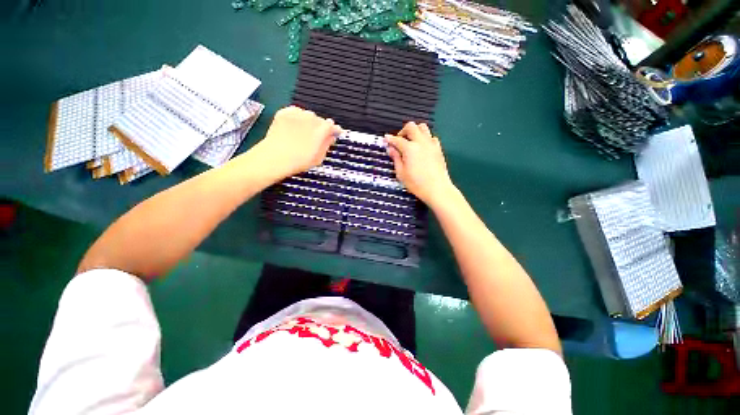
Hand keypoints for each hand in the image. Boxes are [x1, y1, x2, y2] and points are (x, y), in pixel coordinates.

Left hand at [254, 106, 341, 180]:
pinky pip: (295, 111)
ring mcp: (297, 114)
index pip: (332, 125)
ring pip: (308, 114)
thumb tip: (331, 137)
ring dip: (309, 121)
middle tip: (317, 137)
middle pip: (320, 119)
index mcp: (321, 130)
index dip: (335, 130)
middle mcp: (310, 118)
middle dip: (320, 127)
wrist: (275, 157)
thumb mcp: (318, 158)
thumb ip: (327, 144)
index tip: (335, 133)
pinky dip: (297, 117)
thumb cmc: (299, 161)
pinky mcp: (284, 113)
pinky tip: (295, 126)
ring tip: (305, 132)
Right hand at [385, 122, 456, 207]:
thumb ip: (395, 158)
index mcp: (410, 148)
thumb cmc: (417, 184)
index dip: (389, 139)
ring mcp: (431, 144)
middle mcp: (421, 142)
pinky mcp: (438, 148)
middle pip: (411, 127)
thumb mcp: (401, 173)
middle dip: (402, 131)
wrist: (437, 189)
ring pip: (423, 127)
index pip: (397, 139)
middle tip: (399, 140)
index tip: (386, 139)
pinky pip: (431, 137)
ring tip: (411, 141)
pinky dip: (424, 138)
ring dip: (415, 131)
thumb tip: (391, 149)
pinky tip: (422, 147)